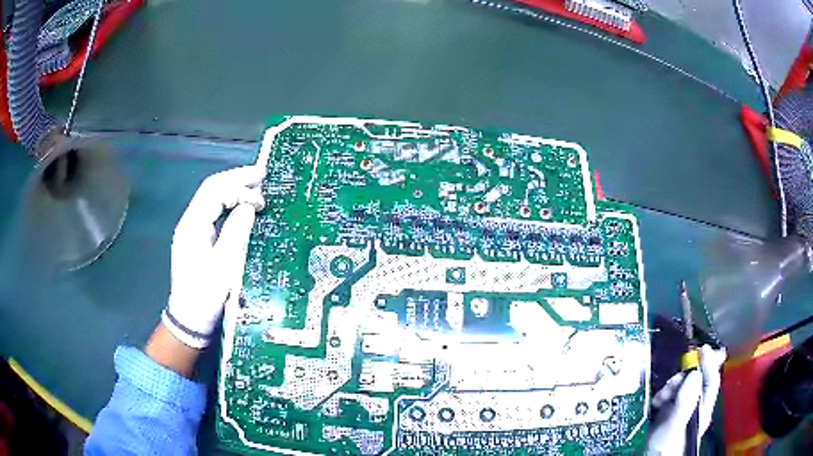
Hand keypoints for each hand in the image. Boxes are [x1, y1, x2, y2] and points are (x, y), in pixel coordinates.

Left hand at [161, 165, 264, 348]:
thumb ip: (235, 234)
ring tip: (255, 185)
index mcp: (193, 226)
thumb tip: (249, 208)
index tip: (262, 197)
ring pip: (212, 198)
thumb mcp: (223, 268)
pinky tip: (242, 206)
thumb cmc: (205, 296)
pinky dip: (229, 203)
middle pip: (211, 189)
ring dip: (233, 188)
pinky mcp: (198, 239)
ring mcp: (193, 230)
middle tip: (262, 174)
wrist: (189, 320)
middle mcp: (190, 222)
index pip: (215, 192)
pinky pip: (214, 212)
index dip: (239, 187)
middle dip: (236, 179)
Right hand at [646, 345, 726, 454]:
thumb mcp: (675, 426)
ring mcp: (681, 411)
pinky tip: (656, 401)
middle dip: (684, 377)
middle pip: (695, 381)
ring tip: (661, 397)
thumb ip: (686, 402)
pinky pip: (669, 396)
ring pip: (681, 387)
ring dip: (671, 386)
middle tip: (673, 381)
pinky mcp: (668, 414)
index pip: (711, 380)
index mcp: (702, 409)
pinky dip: (662, 395)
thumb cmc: (666, 449)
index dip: (710, 362)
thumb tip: (695, 372)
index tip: (704, 348)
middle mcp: (694, 407)